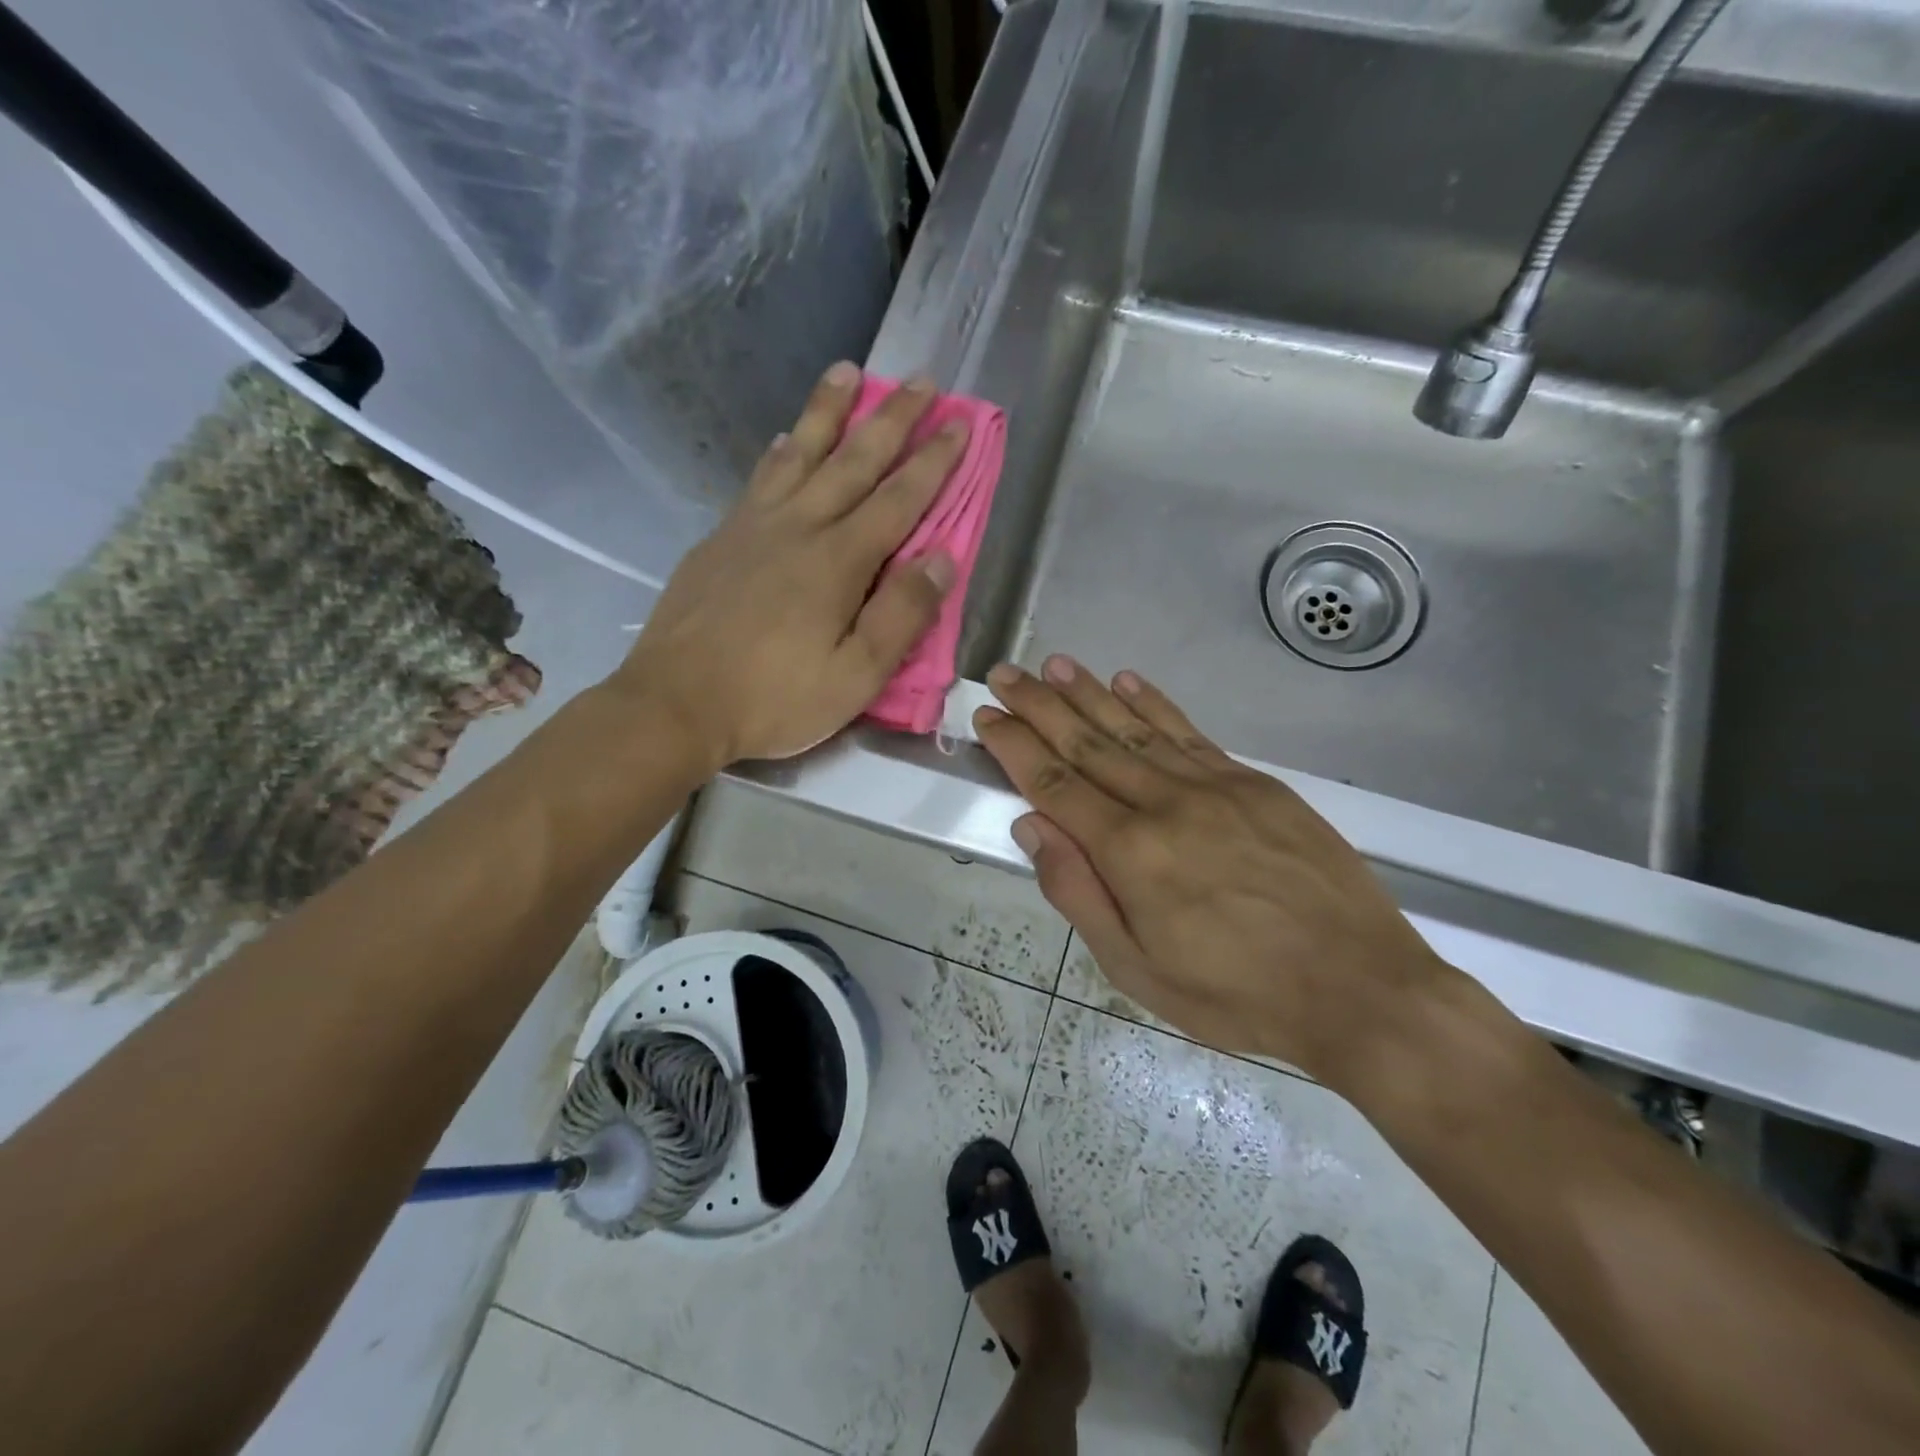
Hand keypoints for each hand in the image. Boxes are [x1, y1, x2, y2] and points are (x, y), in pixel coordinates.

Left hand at [617, 362, 964, 766]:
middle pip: (853, 461)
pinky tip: (782, 439)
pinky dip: (778, 451)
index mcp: (839, 561)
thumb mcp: (855, 676)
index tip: (960, 422)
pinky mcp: (721, 540)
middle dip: (893, 418)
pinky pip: (759, 479)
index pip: (899, 499)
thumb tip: (942, 559)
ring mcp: (753, 528)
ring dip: (828, 411)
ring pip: (799, 453)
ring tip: (847, 371)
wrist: (674, 704)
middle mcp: (799, 528)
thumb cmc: (773, 698)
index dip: (934, 460)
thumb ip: (901, 616)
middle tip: (922, 380)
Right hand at [973, 656, 1452, 1086]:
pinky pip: (1190, 733)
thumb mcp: (1137, 971)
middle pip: (1088, 743)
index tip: (988, 715)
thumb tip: (1032, 826)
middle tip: (1005, 673)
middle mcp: (1166, 804)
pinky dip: (1154, 704)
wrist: (1360, 986)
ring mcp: (1214, 786)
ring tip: (1054, 664)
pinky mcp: (1254, 783)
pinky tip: (1127, 681)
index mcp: (1130, 853)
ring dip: (1089, 693)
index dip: (1016, 747)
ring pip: (1135, 728)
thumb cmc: (1237, 994)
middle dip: (1040, 706)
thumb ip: (1079, 894)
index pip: (1055, 784)